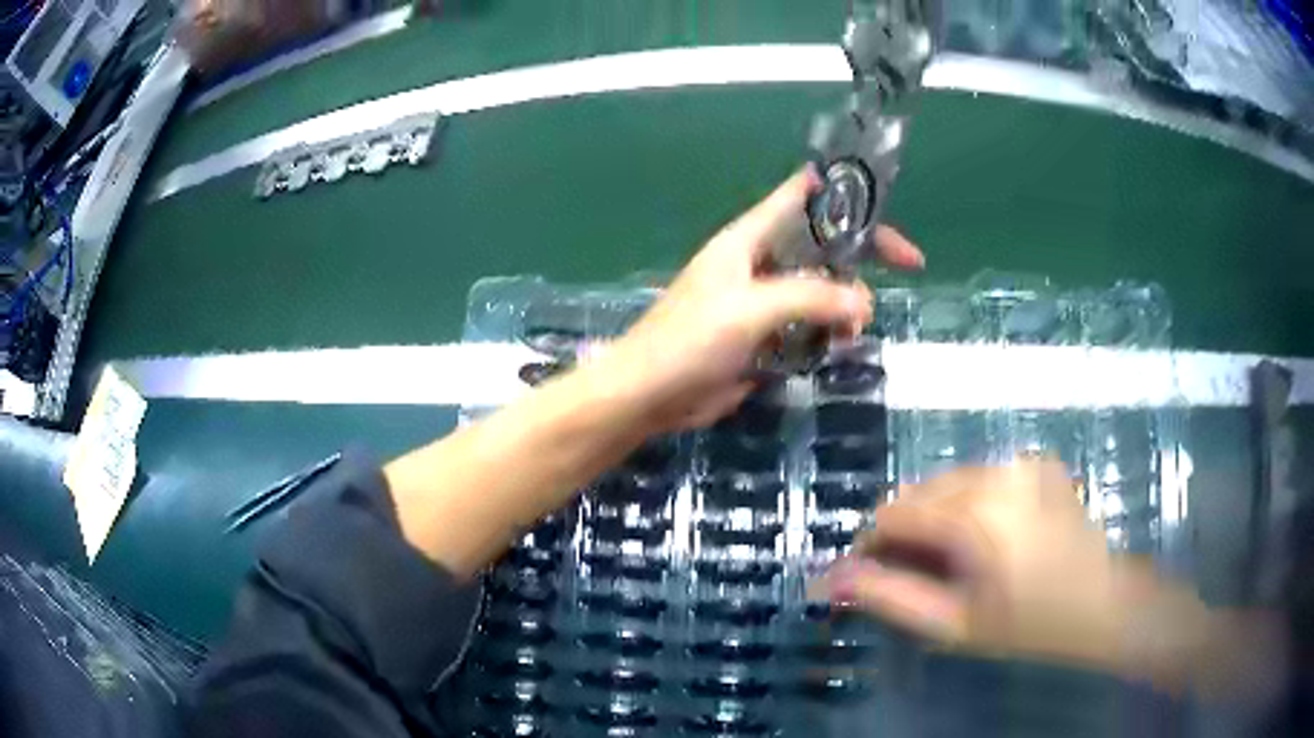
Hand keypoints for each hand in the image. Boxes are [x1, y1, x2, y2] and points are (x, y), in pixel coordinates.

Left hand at [594, 167, 922, 431]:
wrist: (650, 394)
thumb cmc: (690, 340)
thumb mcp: (751, 309)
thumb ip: (810, 298)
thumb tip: (864, 301)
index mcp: (749, 238)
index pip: (800, 196)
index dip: (841, 191)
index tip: (883, 200)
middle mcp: (760, 261)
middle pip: (822, 244)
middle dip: (862, 254)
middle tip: (908, 266)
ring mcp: (763, 299)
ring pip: (821, 287)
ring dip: (846, 301)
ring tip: (854, 330)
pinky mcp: (764, 335)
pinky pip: (810, 322)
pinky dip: (830, 329)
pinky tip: (839, 345)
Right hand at [821, 459, 1143, 671]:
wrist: (1101, 602)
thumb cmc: (1027, 624)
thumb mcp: (953, 624)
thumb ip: (889, 597)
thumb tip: (829, 580)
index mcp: (972, 516)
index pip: (891, 514)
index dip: (872, 546)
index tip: (875, 576)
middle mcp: (994, 474)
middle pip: (919, 492)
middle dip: (907, 531)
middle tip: (922, 574)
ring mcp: (1020, 463)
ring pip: (949, 481)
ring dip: (938, 516)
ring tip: (958, 558)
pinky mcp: (1036, 462)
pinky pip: (983, 476)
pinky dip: (971, 502)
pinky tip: (991, 535)